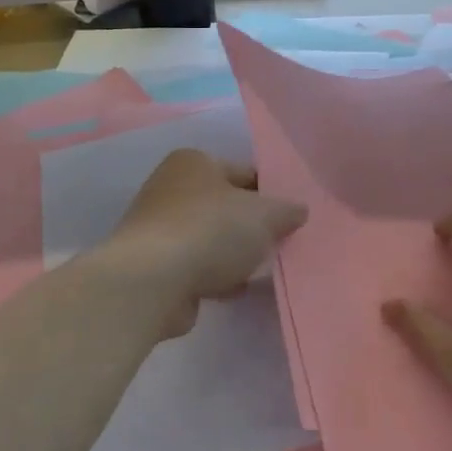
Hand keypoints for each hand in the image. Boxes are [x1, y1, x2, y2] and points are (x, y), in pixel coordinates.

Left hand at [102, 149, 306, 309]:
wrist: (153, 281)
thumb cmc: (210, 231)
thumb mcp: (264, 215)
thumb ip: (286, 210)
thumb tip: (298, 210)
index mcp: (193, 162)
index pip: (243, 172)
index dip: (270, 193)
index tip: (291, 217)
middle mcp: (170, 188)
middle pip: (224, 206)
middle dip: (250, 226)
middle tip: (280, 243)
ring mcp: (158, 228)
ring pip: (210, 238)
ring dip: (232, 254)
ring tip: (260, 269)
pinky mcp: (154, 266)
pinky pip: (195, 266)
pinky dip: (214, 275)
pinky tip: (234, 288)